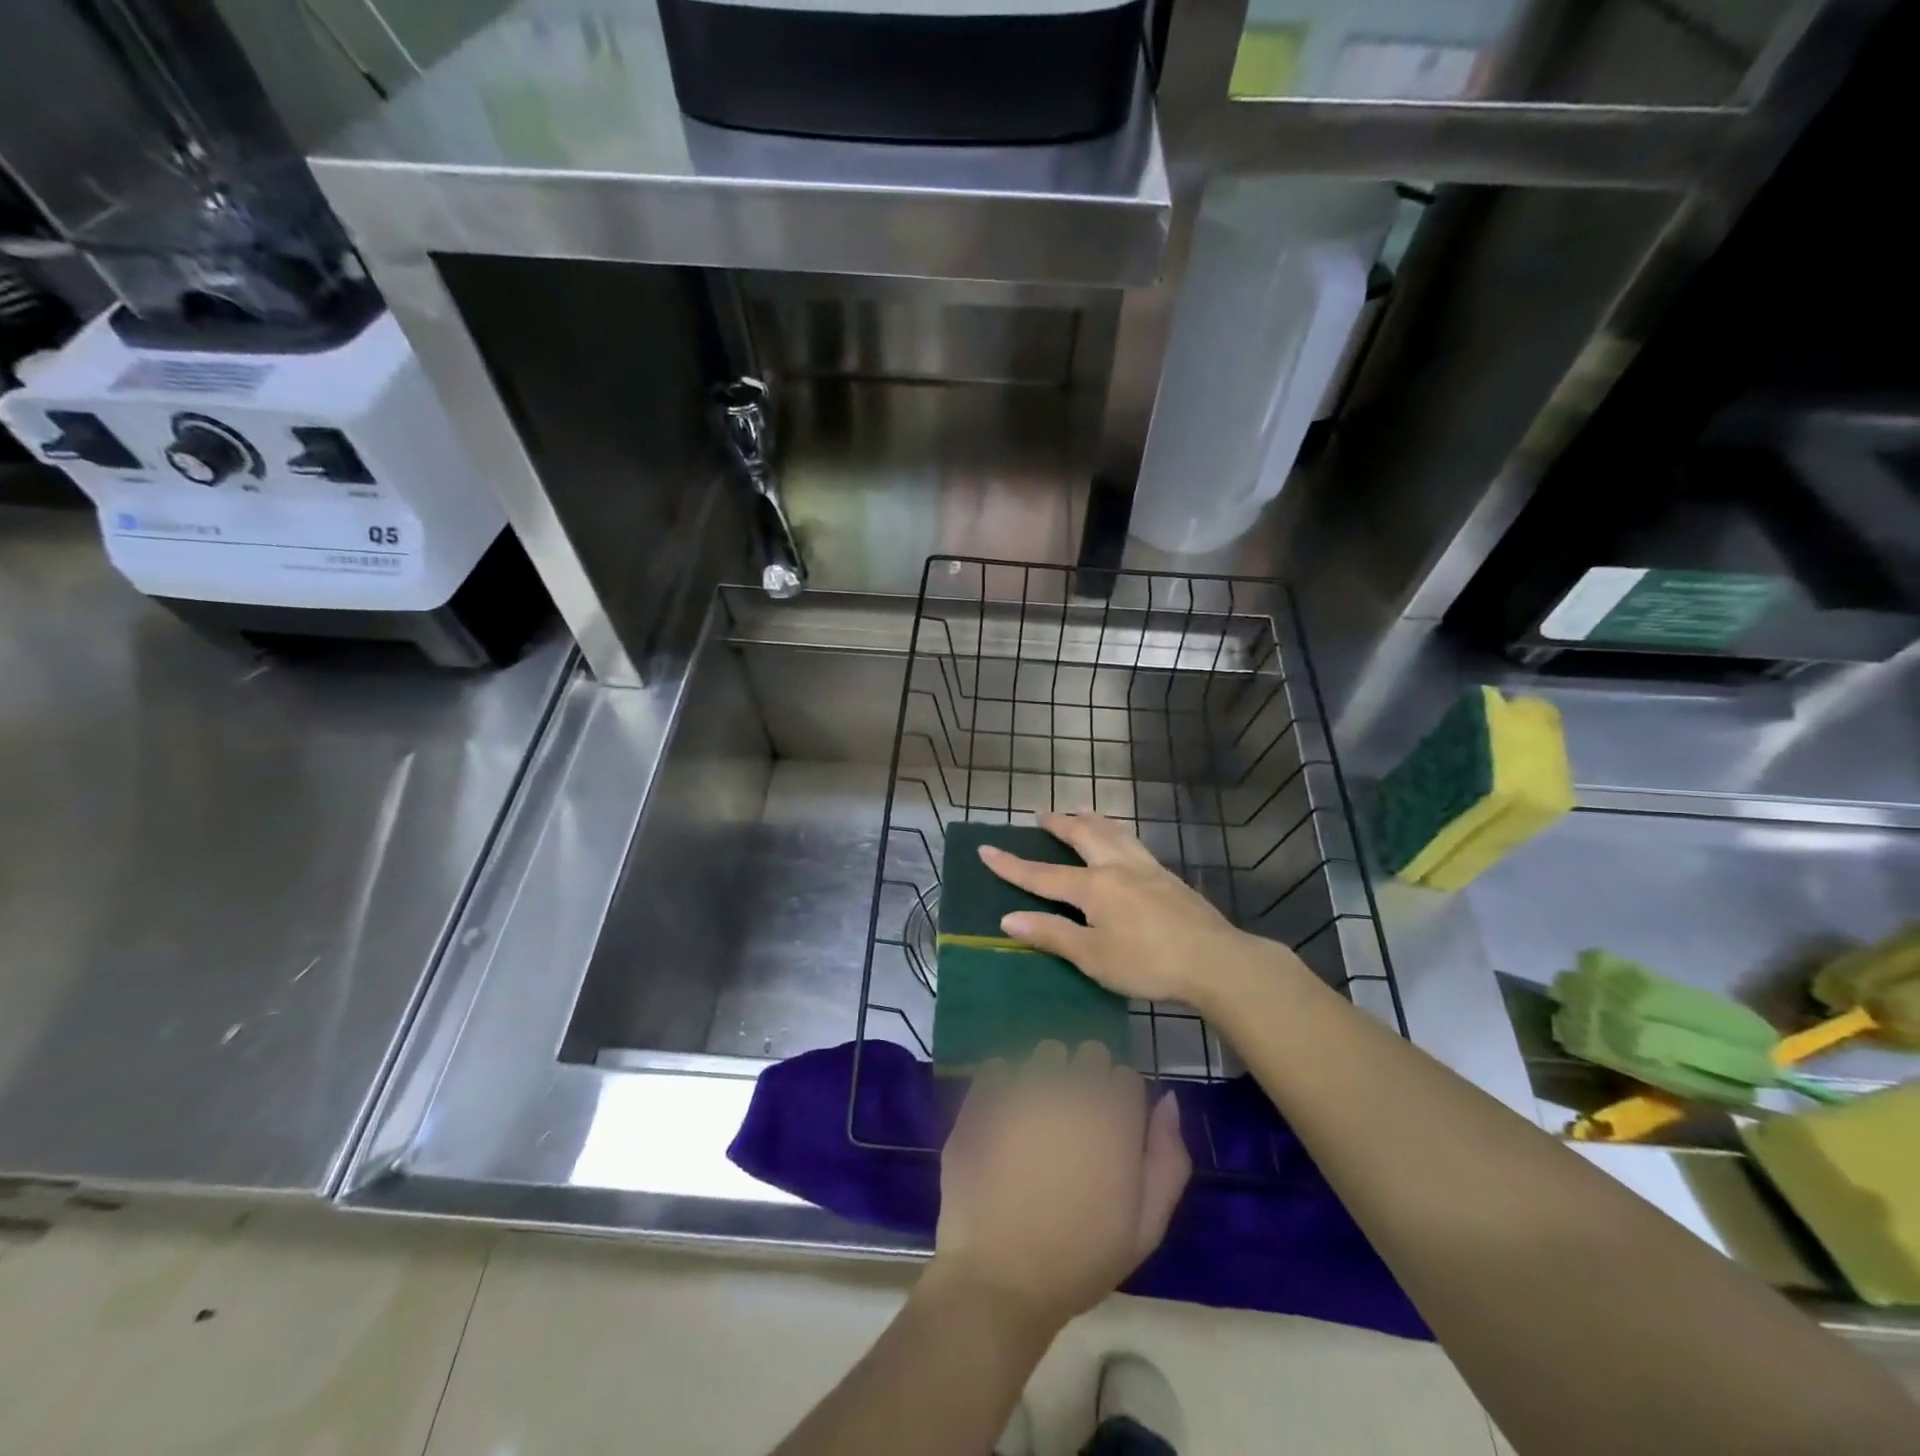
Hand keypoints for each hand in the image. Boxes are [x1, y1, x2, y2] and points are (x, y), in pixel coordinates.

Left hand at [930, 1040, 1188, 1337]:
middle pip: (1089, 1054)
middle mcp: (1072, 1089)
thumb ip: (1168, 1158)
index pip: (1126, 1077)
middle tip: (1076, 1123)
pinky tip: (1003, 1116)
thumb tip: (1167, 1100)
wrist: (1001, 1277)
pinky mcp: (985, 1095)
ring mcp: (1025, 1087)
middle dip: (1088, 1079)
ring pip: (1046, 1053)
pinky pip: (999, 1066)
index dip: (1121, 1103)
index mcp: (1115, 1117)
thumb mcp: (1146, 1227)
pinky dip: (1004, 1083)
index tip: (1110, 1131)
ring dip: (1049, 1074)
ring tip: (1039, 1117)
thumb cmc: (1081, 1260)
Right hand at [979, 811, 1280, 1007]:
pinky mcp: (1168, 876)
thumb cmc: (1148, 962)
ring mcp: (1146, 868)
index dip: (1012, 865)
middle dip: (1058, 824)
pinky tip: (1123, 843)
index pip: (1042, 874)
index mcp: (1094, 887)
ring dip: (1091, 820)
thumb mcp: (1093, 956)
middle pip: (1083, 835)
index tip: (985, 849)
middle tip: (1041, 815)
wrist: (1215, 960)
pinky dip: (1117, 833)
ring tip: (1081, 813)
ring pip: (1113, 832)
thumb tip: (1008, 917)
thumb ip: (1051, 934)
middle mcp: (1117, 867)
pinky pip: (1133, 842)